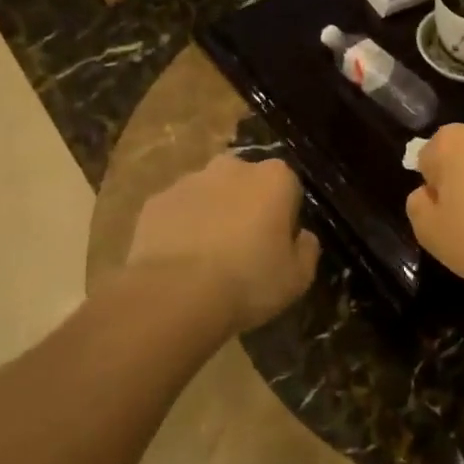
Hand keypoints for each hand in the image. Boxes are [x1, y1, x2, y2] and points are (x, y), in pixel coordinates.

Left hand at [129, 154, 319, 333]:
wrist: (174, 295)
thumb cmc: (248, 282)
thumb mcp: (298, 278)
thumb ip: (307, 250)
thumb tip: (304, 237)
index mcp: (274, 178)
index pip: (288, 186)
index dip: (285, 215)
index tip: (278, 243)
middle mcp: (233, 167)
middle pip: (246, 182)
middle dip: (246, 205)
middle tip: (244, 247)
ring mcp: (189, 181)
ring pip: (209, 193)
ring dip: (212, 214)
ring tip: (207, 259)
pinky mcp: (155, 201)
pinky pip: (177, 211)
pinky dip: (180, 228)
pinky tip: (179, 262)